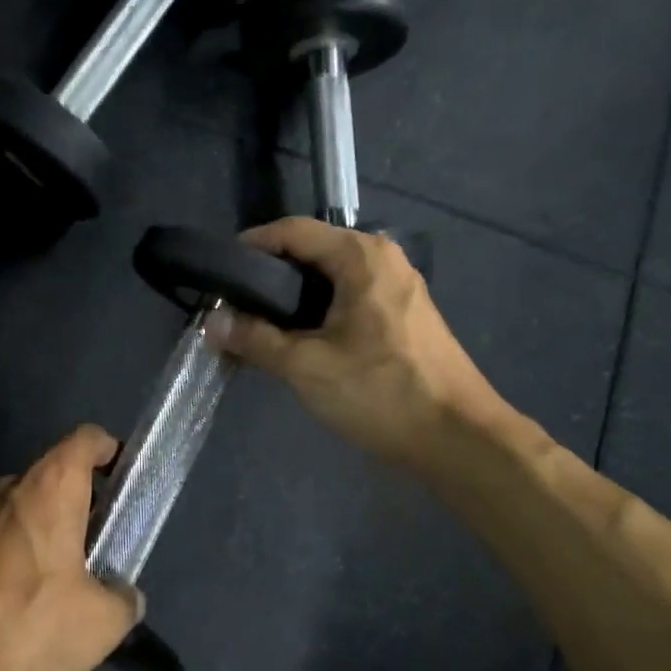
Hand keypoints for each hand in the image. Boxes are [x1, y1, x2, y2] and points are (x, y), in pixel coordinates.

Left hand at [0, 425, 141, 670]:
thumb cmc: (29, 625)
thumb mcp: (102, 623)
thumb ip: (123, 598)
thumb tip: (123, 596)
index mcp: (51, 488)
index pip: (86, 439)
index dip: (108, 450)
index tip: (122, 477)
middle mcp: (8, 489)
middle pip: (51, 477)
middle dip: (76, 504)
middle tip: (96, 546)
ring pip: (18, 511)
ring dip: (39, 533)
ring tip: (54, 583)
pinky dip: (7, 559)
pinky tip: (11, 605)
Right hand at [212, 218, 505, 467]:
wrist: (459, 439)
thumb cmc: (381, 392)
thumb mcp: (307, 367)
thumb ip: (255, 339)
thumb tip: (211, 322)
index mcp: (360, 256)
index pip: (292, 231)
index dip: (251, 246)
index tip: (219, 274)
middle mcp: (381, 259)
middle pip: (311, 251)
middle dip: (268, 276)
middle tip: (233, 306)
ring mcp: (397, 287)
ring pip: (329, 278)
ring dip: (291, 298)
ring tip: (257, 327)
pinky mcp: (403, 315)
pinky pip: (348, 298)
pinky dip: (317, 312)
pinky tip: (297, 341)